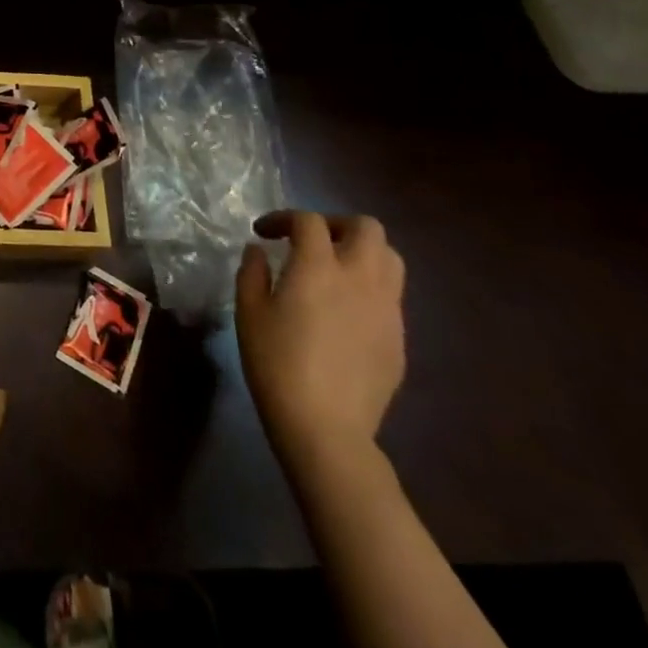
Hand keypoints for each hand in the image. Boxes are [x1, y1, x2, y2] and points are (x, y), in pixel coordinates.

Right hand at [235, 211, 405, 471]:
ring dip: (362, 253)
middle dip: (337, 225)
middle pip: (366, 227)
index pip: (309, 221)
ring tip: (334, 270)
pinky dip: (369, 289)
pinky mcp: (398, 340)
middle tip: (311, 241)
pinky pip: (391, 297)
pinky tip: (345, 312)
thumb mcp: (248, 312)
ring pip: (390, 259)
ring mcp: (387, 310)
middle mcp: (360, 278)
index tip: (264, 233)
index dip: (284, 218)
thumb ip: (252, 272)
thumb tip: (259, 251)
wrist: (326, 428)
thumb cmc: (277, 363)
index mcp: (318, 267)